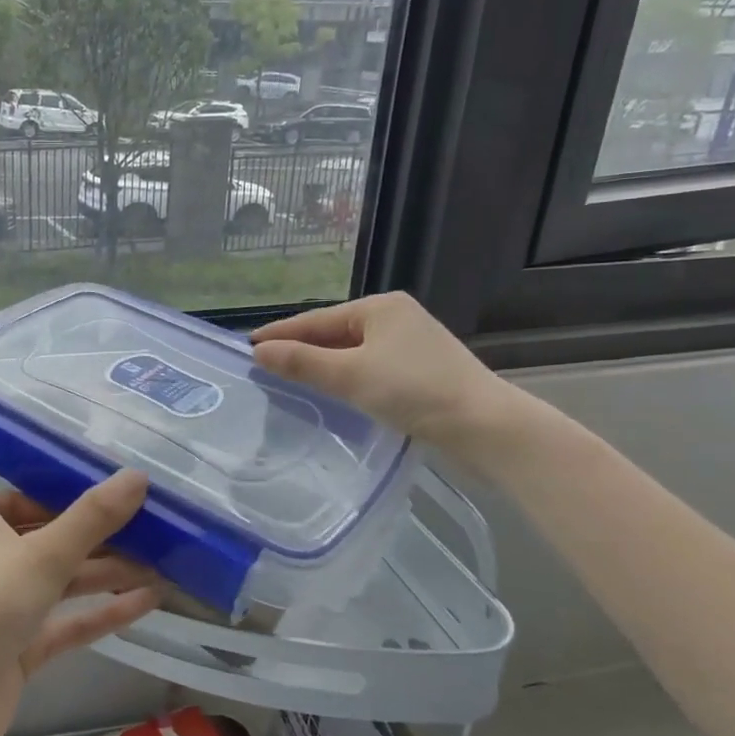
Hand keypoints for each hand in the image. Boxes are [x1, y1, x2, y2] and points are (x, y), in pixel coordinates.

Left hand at [0, 471, 157, 735]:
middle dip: (101, 537)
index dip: (69, 495)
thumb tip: (138, 475)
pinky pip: (66, 624)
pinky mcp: (18, 652)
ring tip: (164, 564)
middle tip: (157, 530)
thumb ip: (93, 517)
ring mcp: (4, 610)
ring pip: (63, 583)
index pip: (27, 498)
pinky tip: (147, 601)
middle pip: (52, 541)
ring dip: (108, 574)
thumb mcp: (43, 554)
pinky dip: (101, 613)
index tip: (117, 493)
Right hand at [252, 293, 524, 466]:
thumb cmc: (415, 391)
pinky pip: (369, 368)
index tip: (248, 346)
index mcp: (380, 308)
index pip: (316, 319)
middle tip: (263, 365)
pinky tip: (332, 393)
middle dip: (300, 349)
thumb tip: (259, 352)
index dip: (280, 333)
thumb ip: (302, 362)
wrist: (486, 428)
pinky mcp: (421, 372)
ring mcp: (411, 346)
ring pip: (352, 353)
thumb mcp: (350, 375)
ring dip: (322, 365)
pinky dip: (345, 378)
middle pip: (334, 333)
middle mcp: (396, 319)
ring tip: (289, 379)